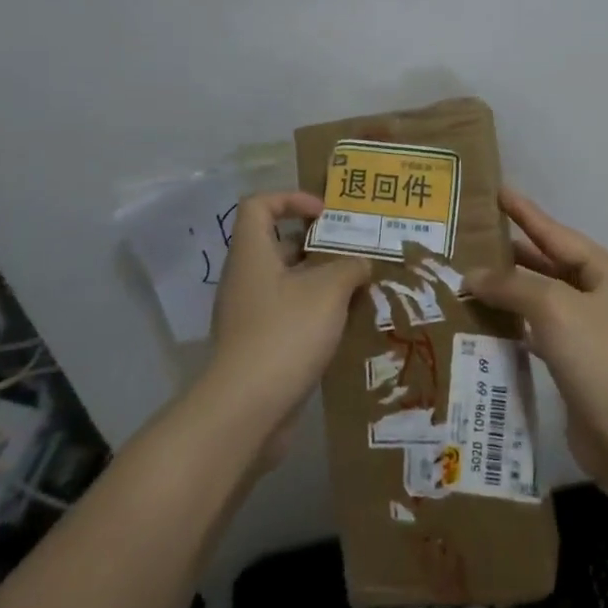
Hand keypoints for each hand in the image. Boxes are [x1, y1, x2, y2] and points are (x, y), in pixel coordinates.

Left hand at [201, 191, 369, 464]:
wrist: (247, 408)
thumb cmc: (286, 333)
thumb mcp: (328, 290)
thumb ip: (350, 267)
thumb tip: (361, 264)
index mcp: (252, 254)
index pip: (259, 205)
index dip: (291, 199)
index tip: (325, 215)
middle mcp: (246, 279)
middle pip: (278, 244)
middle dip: (318, 244)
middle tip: (354, 250)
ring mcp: (250, 314)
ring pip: (288, 282)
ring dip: (322, 281)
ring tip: (359, 287)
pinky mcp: (259, 345)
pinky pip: (289, 315)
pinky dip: (316, 313)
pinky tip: (346, 324)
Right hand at [465, 189, 607, 492]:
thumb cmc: (596, 355)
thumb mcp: (553, 307)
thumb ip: (511, 284)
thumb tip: (472, 275)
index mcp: (604, 271)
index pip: (556, 233)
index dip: (525, 213)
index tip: (498, 191)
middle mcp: (599, 295)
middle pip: (549, 264)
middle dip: (512, 252)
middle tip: (471, 238)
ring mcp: (588, 331)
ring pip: (541, 299)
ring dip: (508, 290)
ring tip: (469, 276)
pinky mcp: (575, 363)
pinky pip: (538, 331)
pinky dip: (513, 324)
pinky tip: (486, 322)